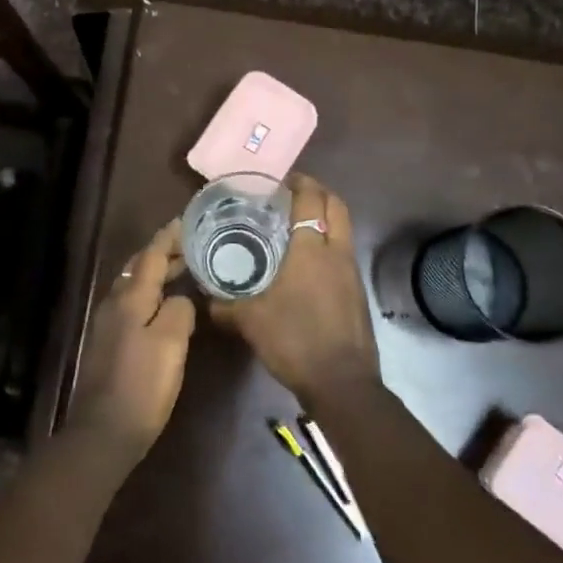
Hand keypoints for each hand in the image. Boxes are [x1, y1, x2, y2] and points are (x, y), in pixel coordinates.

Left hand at [69, 220, 195, 462]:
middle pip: (141, 268)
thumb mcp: (170, 343)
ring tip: (184, 270)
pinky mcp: (111, 342)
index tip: (187, 220)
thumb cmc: (142, 384)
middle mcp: (116, 303)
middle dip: (164, 253)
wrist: (105, 431)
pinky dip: (152, 294)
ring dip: (158, 273)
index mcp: (131, 298)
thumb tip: (180, 299)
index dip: (169, 237)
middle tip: (193, 245)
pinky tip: (166, 305)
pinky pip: (134, 304)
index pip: (151, 255)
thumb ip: (178, 310)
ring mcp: (109, 323)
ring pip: (135, 285)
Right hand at [211, 174, 380, 408]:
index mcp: (310, 249)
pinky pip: (344, 253)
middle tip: (292, 194)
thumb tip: (205, 299)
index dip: (298, 182)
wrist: (342, 383)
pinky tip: (308, 263)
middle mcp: (336, 252)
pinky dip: (329, 244)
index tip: (280, 179)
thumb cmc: (294, 340)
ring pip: (344, 229)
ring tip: (297, 225)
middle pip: (336, 205)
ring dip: (326, 218)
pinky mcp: (358, 293)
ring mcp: (352, 272)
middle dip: (318, 192)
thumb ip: (224, 305)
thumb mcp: (249, 321)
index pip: (310, 199)